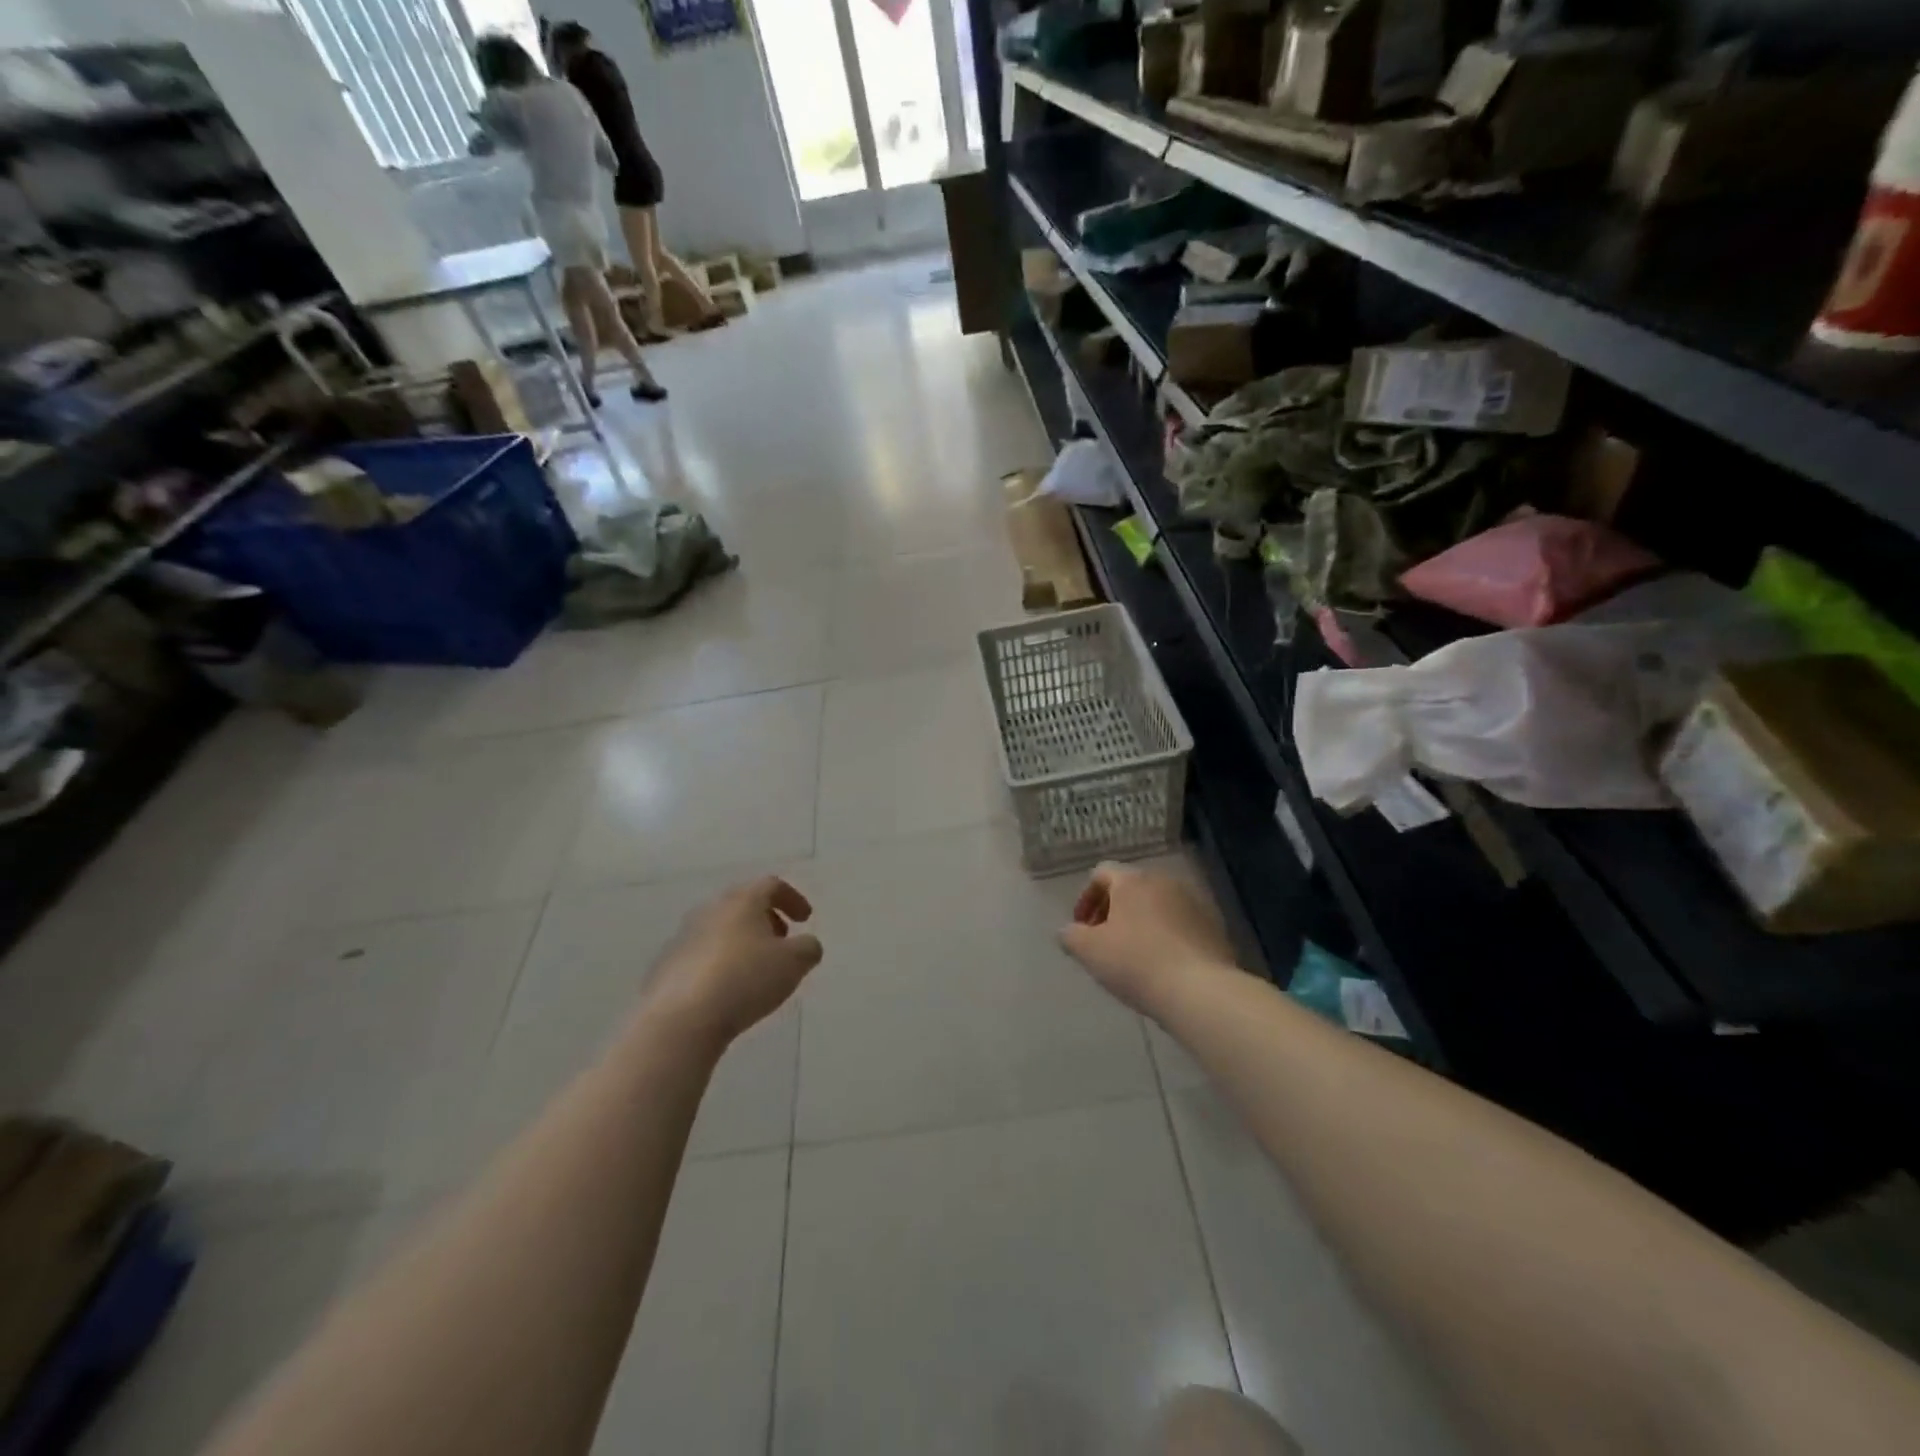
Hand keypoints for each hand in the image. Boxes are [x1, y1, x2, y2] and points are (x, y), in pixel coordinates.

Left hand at [639, 876, 821, 1051]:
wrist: (682, 1019)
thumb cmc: (745, 979)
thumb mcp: (794, 963)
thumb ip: (808, 948)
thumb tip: (806, 945)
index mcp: (742, 901)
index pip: (771, 885)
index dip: (793, 899)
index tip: (805, 920)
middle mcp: (710, 910)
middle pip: (742, 904)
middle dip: (766, 919)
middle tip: (781, 941)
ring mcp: (684, 937)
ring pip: (720, 929)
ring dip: (742, 942)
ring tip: (756, 969)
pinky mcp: (667, 965)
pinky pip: (701, 955)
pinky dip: (720, 963)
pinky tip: (727, 990)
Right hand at [1059, 862, 1235, 1014]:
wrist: (1200, 990)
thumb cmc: (1136, 963)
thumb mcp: (1089, 951)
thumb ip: (1070, 936)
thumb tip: (1068, 931)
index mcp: (1132, 880)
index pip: (1101, 873)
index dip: (1086, 898)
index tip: (1082, 928)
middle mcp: (1164, 881)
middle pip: (1131, 888)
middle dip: (1113, 911)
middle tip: (1104, 942)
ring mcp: (1194, 901)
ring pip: (1157, 905)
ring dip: (1141, 923)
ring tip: (1134, 956)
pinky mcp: (1214, 925)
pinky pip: (1181, 923)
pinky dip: (1166, 936)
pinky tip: (1163, 964)